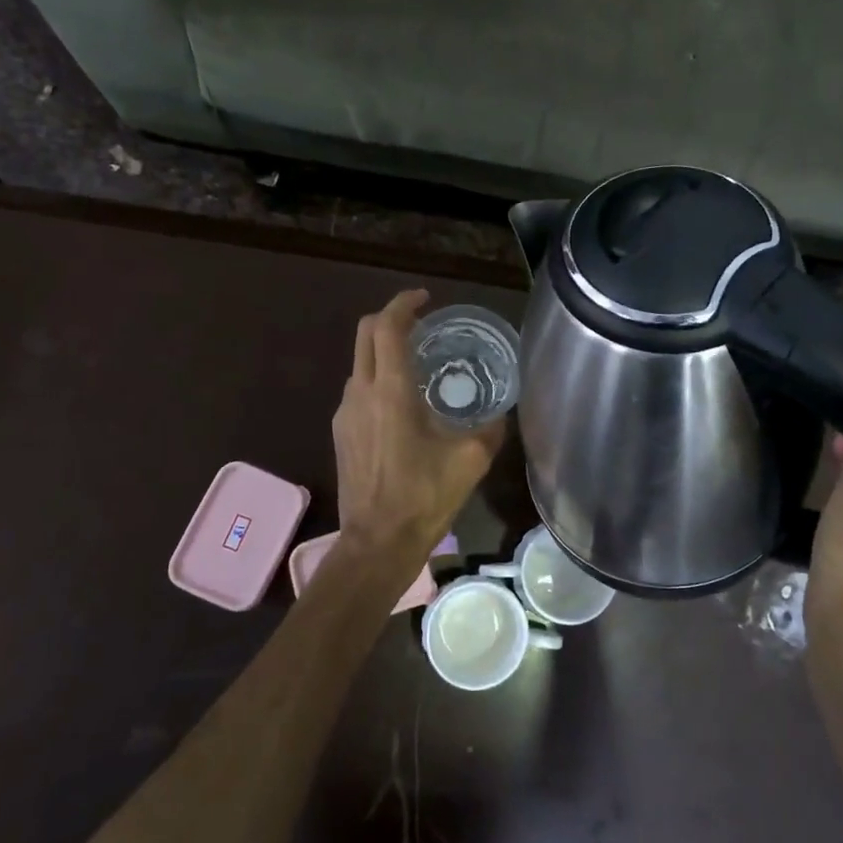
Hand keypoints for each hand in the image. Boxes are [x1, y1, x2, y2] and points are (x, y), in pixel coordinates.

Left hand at [332, 289, 506, 562]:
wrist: (377, 543)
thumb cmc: (424, 497)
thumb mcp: (471, 460)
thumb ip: (490, 428)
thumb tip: (501, 413)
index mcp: (390, 391)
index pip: (387, 327)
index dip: (404, 304)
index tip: (426, 298)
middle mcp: (360, 393)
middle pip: (365, 335)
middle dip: (390, 318)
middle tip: (422, 323)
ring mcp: (345, 414)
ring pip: (359, 363)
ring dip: (383, 351)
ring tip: (418, 363)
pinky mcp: (341, 434)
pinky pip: (358, 390)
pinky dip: (378, 378)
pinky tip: (403, 403)